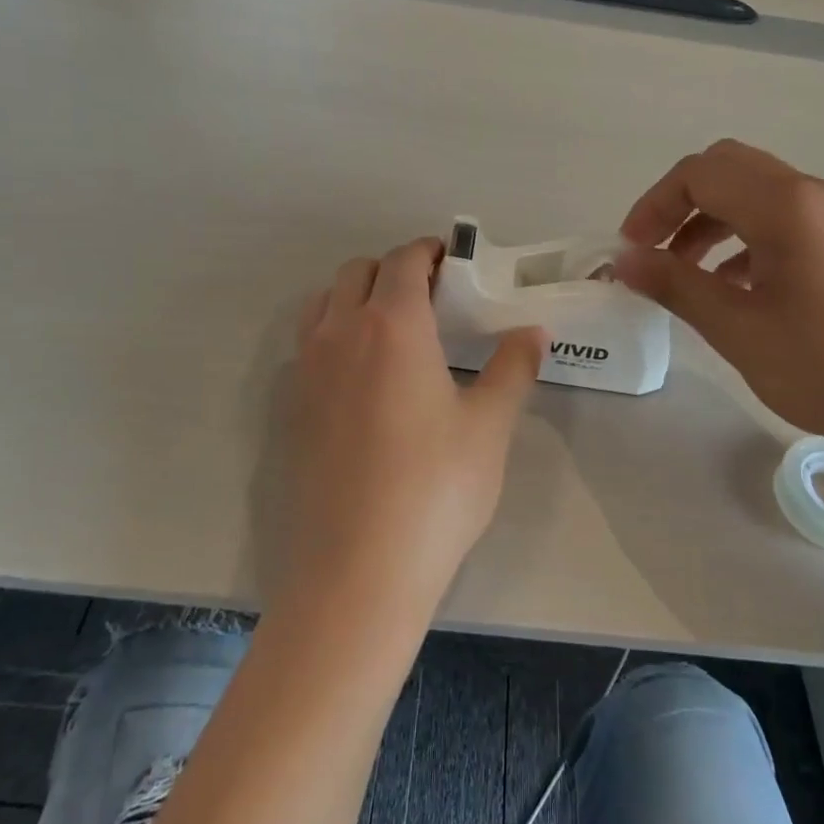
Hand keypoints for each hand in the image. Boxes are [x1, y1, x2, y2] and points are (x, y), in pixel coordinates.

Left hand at [285, 237, 544, 614]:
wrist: (356, 571)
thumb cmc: (435, 491)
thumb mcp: (488, 427)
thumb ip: (512, 368)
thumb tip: (534, 332)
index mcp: (392, 326)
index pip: (404, 261)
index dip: (429, 252)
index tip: (453, 262)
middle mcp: (340, 334)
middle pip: (358, 272)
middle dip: (394, 270)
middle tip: (431, 298)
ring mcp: (306, 371)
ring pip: (324, 304)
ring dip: (356, 297)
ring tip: (392, 330)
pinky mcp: (289, 408)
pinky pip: (307, 345)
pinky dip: (333, 335)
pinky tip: (361, 378)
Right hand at [615, 140, 823, 463]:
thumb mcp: (740, 331)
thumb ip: (677, 286)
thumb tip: (624, 260)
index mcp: (786, 205)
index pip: (699, 174)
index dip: (653, 206)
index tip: (630, 252)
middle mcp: (813, 194)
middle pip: (727, 169)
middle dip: (679, 204)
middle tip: (653, 252)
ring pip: (756, 193)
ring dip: (711, 221)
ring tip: (686, 274)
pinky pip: (784, 219)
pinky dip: (744, 239)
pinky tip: (734, 287)